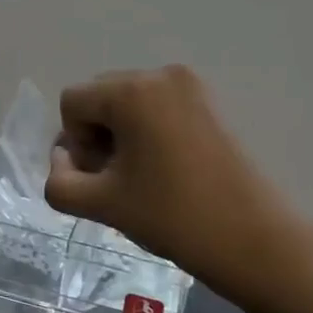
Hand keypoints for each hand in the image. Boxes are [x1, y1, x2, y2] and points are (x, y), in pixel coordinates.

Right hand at [45, 65, 297, 301]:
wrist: (252, 238)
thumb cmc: (172, 217)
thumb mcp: (102, 204)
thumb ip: (60, 181)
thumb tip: (63, 161)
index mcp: (132, 91)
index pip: (73, 103)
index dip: (74, 143)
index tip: (100, 179)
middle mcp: (160, 75)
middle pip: (101, 97)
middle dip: (96, 136)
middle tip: (116, 181)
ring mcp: (191, 86)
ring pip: (129, 103)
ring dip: (121, 136)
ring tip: (140, 178)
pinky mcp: (210, 103)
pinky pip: (159, 107)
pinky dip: (148, 133)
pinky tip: (164, 170)